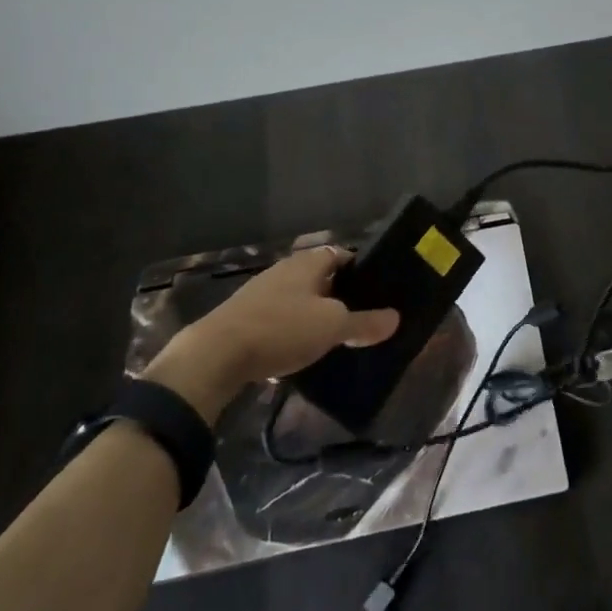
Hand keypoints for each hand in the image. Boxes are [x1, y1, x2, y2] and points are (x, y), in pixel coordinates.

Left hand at [141, 246, 398, 422]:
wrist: (215, 356)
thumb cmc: (282, 328)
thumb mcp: (332, 327)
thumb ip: (364, 323)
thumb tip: (395, 318)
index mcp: (308, 263)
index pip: (342, 255)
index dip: (362, 269)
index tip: (378, 290)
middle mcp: (284, 270)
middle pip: (321, 278)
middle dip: (340, 296)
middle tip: (362, 317)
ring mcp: (261, 294)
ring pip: (299, 300)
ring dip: (315, 316)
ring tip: (336, 338)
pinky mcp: (244, 319)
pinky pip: (279, 321)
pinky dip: (292, 333)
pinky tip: (300, 354)